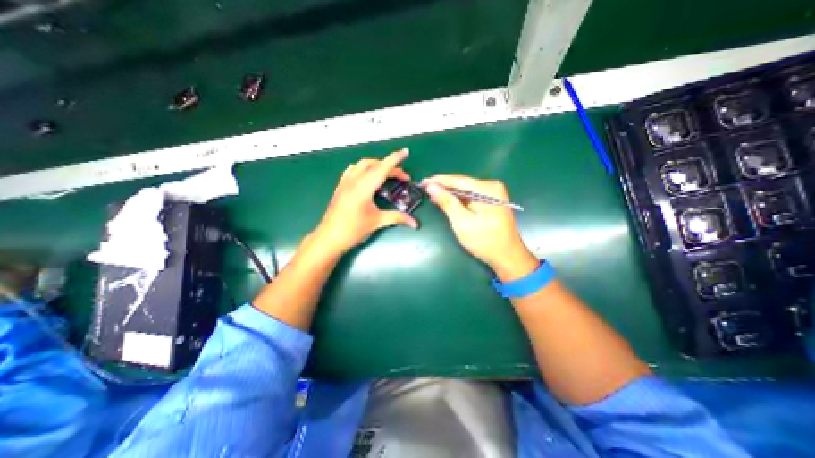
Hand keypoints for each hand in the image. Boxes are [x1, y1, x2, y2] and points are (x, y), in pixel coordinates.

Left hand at [308, 150, 416, 257]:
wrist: (329, 238)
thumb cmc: (353, 230)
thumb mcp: (377, 222)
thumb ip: (397, 218)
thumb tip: (415, 223)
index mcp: (364, 187)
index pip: (382, 168)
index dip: (395, 159)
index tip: (405, 152)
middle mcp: (354, 180)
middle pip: (374, 165)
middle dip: (390, 167)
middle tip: (402, 177)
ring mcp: (345, 182)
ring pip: (362, 164)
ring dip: (377, 165)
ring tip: (387, 174)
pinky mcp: (340, 186)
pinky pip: (353, 169)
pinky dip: (364, 168)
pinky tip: (367, 176)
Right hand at [424, 174, 538, 282]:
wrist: (507, 257)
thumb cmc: (485, 241)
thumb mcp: (463, 222)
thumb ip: (447, 203)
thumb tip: (432, 187)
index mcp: (488, 189)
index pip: (458, 180)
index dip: (439, 180)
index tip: (423, 181)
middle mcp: (492, 187)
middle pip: (462, 184)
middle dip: (443, 187)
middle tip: (424, 188)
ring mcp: (492, 194)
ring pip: (465, 190)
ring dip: (449, 194)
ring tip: (431, 194)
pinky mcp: (490, 202)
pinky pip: (470, 197)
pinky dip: (457, 200)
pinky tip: (445, 200)